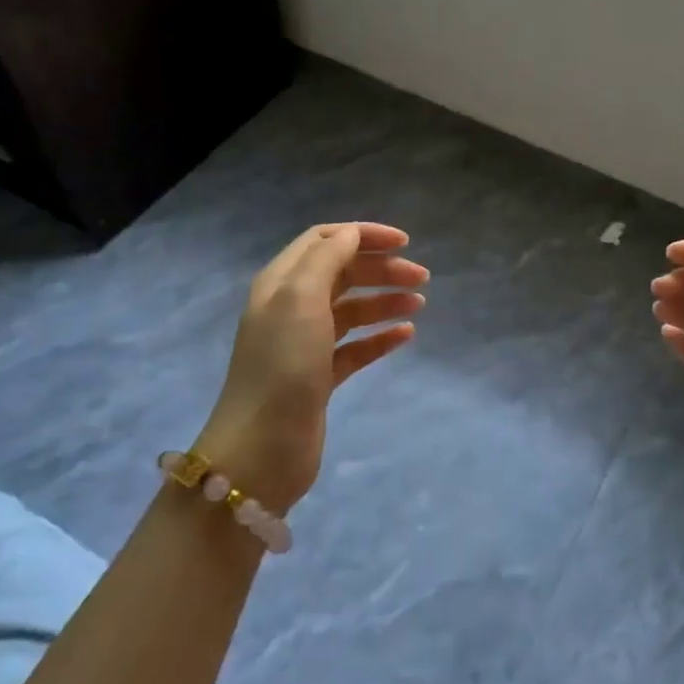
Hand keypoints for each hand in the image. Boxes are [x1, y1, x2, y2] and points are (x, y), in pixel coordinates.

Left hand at [188, 223, 427, 513]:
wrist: (262, 450)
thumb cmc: (283, 366)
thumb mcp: (300, 299)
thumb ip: (326, 259)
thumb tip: (351, 234)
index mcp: (282, 283)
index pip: (324, 241)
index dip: (363, 235)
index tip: (404, 243)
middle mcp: (292, 308)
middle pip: (342, 273)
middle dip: (382, 269)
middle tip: (422, 278)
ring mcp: (306, 344)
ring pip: (352, 309)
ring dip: (385, 301)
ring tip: (419, 306)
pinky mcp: (320, 376)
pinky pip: (356, 347)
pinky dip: (381, 337)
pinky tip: (406, 335)